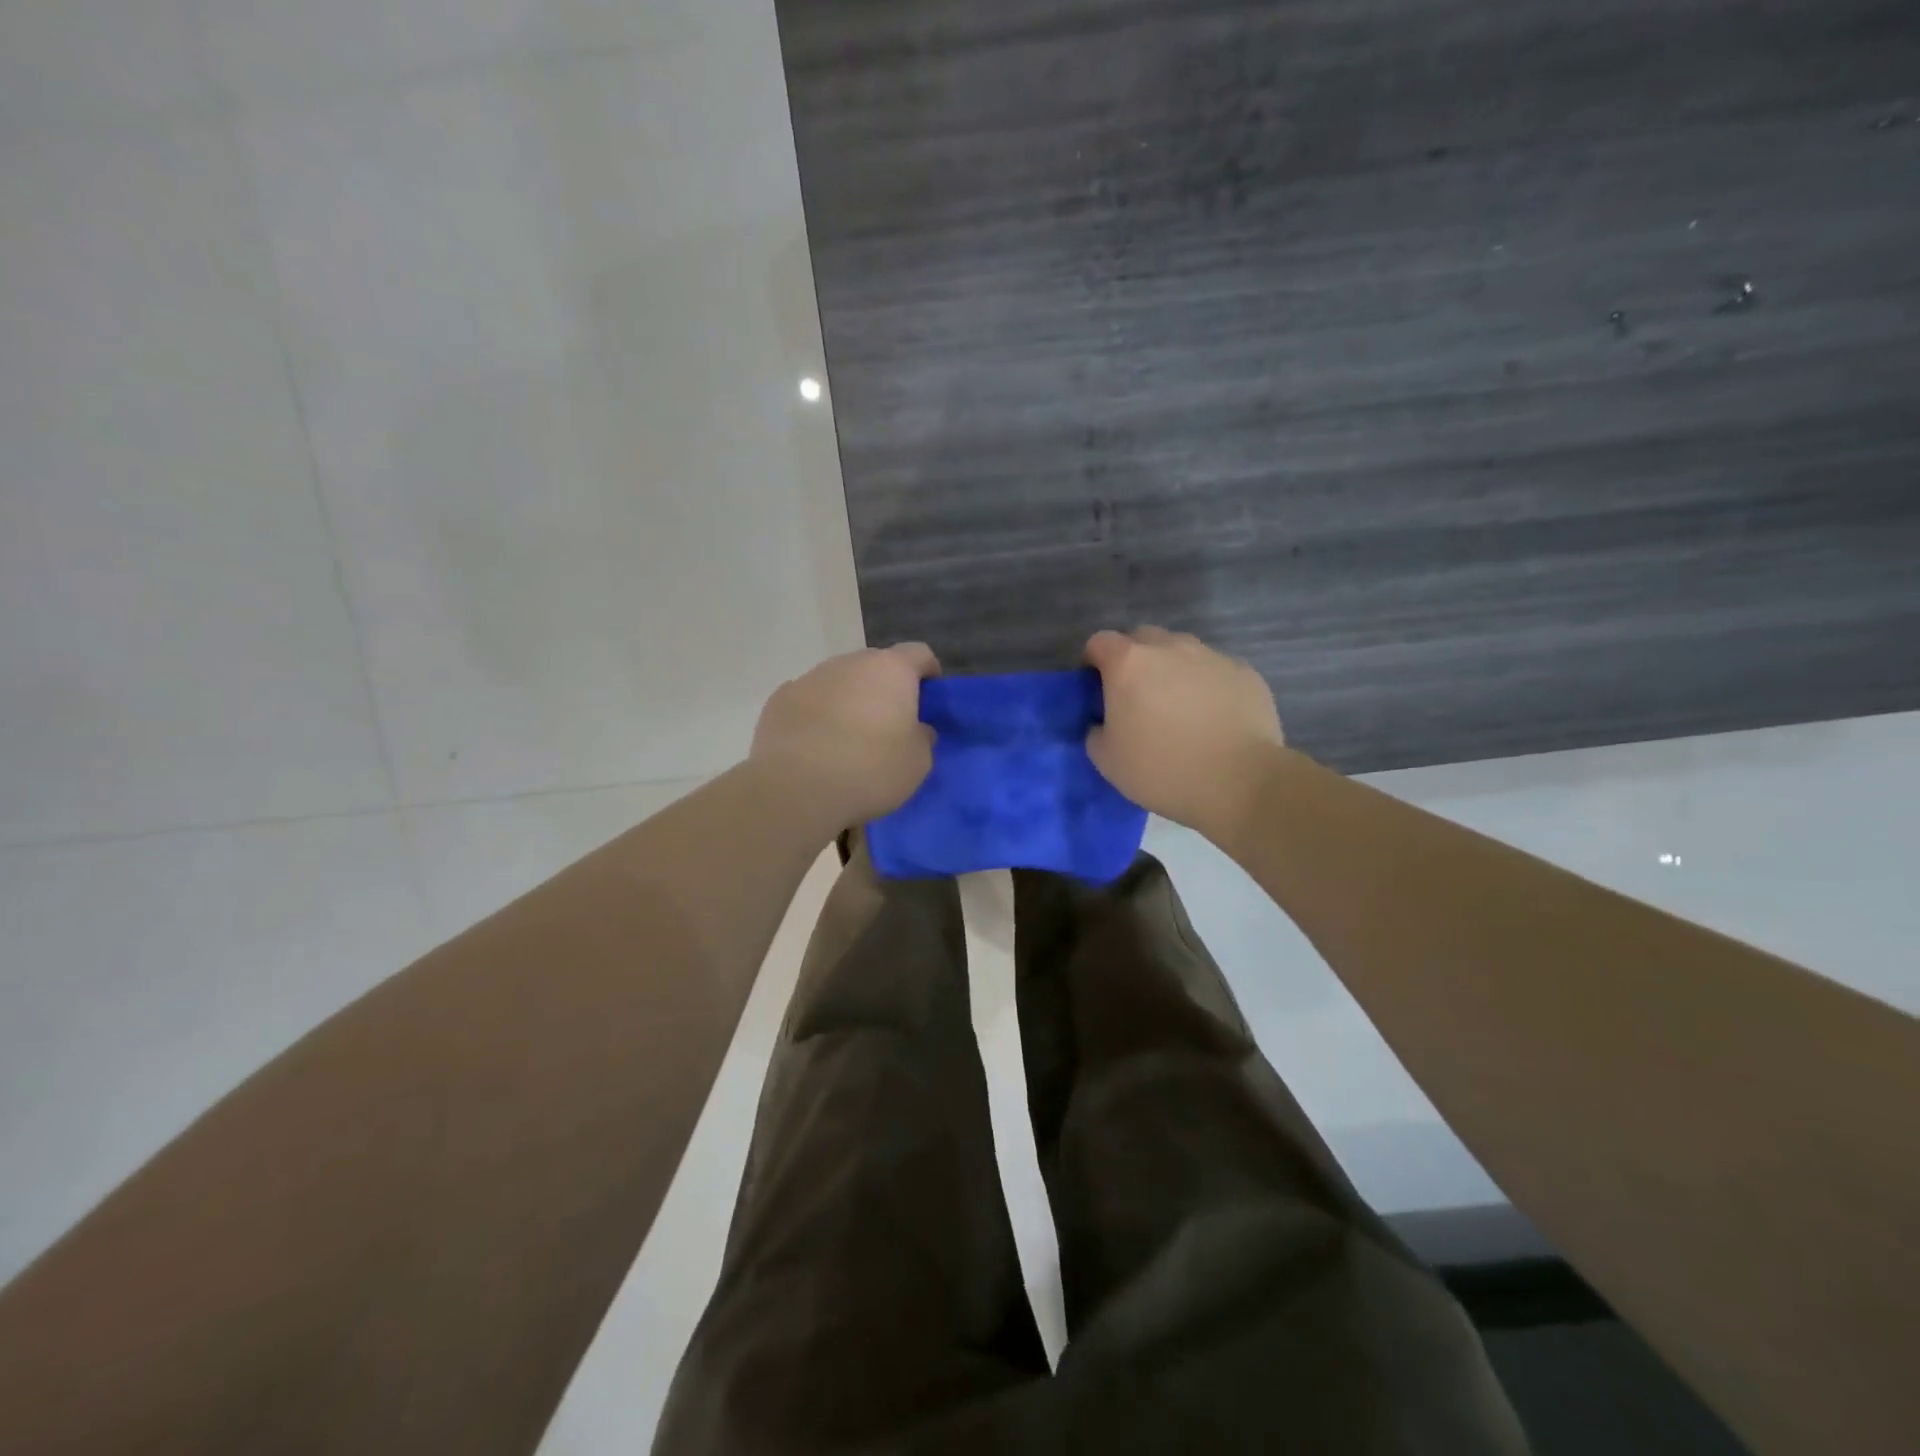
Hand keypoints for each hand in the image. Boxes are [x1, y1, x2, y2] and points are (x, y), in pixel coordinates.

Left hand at [750, 643, 939, 827]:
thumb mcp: (917, 762)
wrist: (796, 788)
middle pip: (875, 665)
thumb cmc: (870, 770)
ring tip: (849, 740)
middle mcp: (850, 663)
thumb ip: (922, 737)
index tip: (929, 698)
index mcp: (891, 670)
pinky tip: (815, 746)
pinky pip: (809, 701)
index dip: (928, 672)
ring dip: (849, 700)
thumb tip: (915, 729)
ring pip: (839, 681)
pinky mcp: (779, 699)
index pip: (919, 653)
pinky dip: (817, 715)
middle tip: (889, 724)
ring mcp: (811, 677)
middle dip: (885, 688)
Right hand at [1084, 627, 1282, 836]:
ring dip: (1172, 670)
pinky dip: (1207, 685)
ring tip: (1179, 708)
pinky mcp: (1245, 672)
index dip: (1093, 662)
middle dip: (1134, 660)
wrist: (1240, 782)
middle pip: (1143, 638)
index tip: (1097, 688)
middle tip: (1137, 697)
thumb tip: (1104, 723)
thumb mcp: (1107, 761)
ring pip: (1182, 651)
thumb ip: (1096, 731)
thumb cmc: (1162, 770)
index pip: (1100, 642)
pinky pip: (1215, 670)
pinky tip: (1213, 718)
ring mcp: (1211, 656)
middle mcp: (1170, 647)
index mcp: (1129, 663)